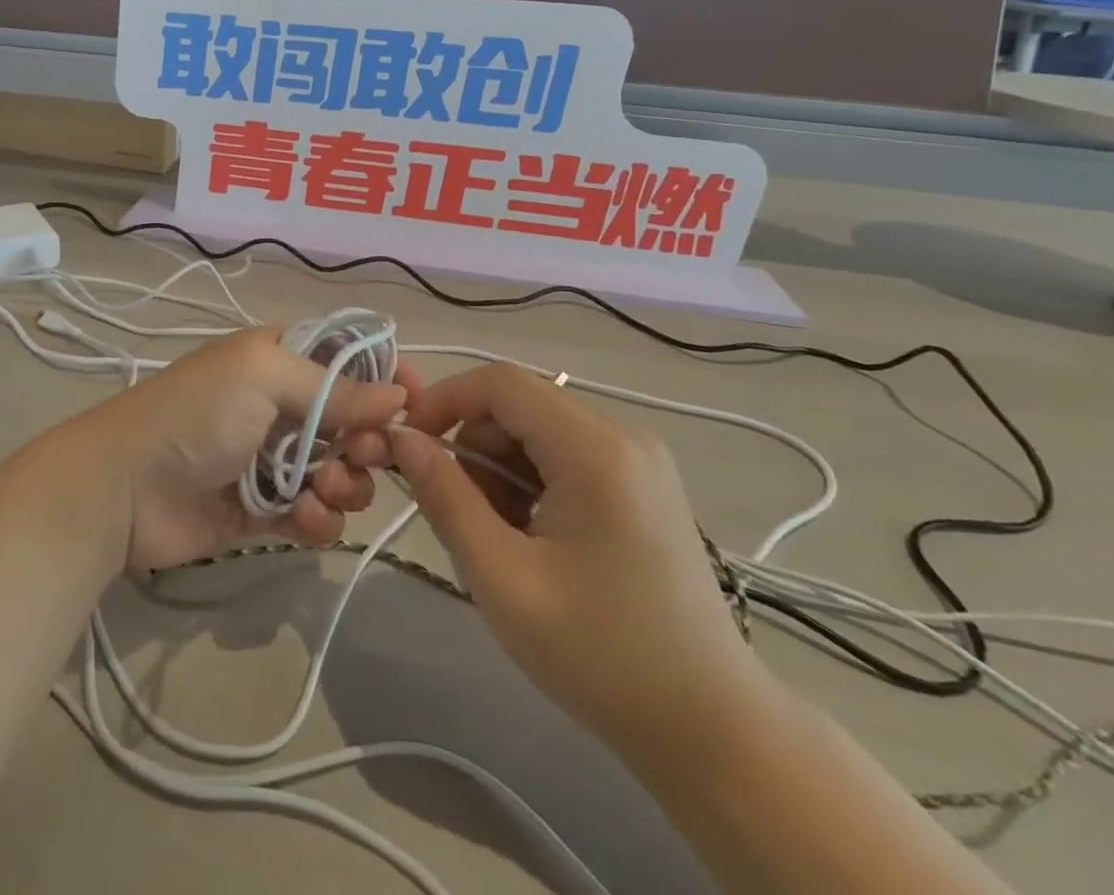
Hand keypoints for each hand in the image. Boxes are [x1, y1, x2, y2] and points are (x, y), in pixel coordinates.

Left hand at [65, 329, 415, 572]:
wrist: (125, 487)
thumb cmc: (196, 413)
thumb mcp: (262, 376)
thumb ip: (334, 387)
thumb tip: (399, 394)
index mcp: (280, 359)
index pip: (349, 358)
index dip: (385, 377)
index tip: (416, 403)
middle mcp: (282, 405)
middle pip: (355, 421)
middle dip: (369, 440)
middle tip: (364, 455)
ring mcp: (274, 460)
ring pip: (341, 472)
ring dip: (345, 484)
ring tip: (321, 492)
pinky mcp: (265, 511)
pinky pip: (315, 514)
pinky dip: (319, 519)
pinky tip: (303, 520)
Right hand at [387, 364, 766, 758]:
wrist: (713, 731)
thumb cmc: (602, 656)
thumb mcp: (503, 578)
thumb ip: (445, 497)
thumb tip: (400, 438)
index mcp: (596, 451)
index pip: (500, 382)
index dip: (444, 400)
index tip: (410, 446)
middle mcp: (624, 436)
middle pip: (519, 403)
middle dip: (474, 445)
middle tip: (462, 513)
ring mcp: (640, 458)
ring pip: (538, 428)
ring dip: (501, 467)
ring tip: (503, 538)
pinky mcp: (643, 483)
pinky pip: (565, 452)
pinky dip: (532, 480)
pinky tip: (536, 538)